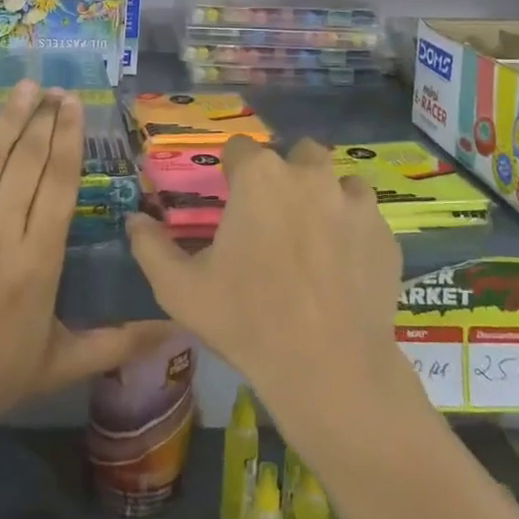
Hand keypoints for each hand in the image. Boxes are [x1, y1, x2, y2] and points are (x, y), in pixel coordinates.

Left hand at [0, 81, 174, 440]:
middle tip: (54, 89)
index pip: (57, 185)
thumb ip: (119, 341)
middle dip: (42, 120)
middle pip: (26, 164)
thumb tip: (177, 330)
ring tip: (25, 88)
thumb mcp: (62, 363)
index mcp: (38, 263)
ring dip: (8, 120)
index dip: (67, 139)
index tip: (73, 105)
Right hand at [127, 136, 407, 426]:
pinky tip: (343, 267)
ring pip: (338, 180)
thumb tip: (133, 220)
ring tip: (313, 239)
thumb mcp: (181, 289)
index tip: (229, 198)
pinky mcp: (385, 234)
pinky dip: (353, 230)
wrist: (330, 370)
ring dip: (325, 197)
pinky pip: (365, 217)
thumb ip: (150, 246)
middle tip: (273, 218)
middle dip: (284, 174)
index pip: (239, 148)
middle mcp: (310, 175)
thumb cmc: (247, 320)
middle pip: (296, 154)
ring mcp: (354, 203)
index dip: (231, 170)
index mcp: (260, 177)